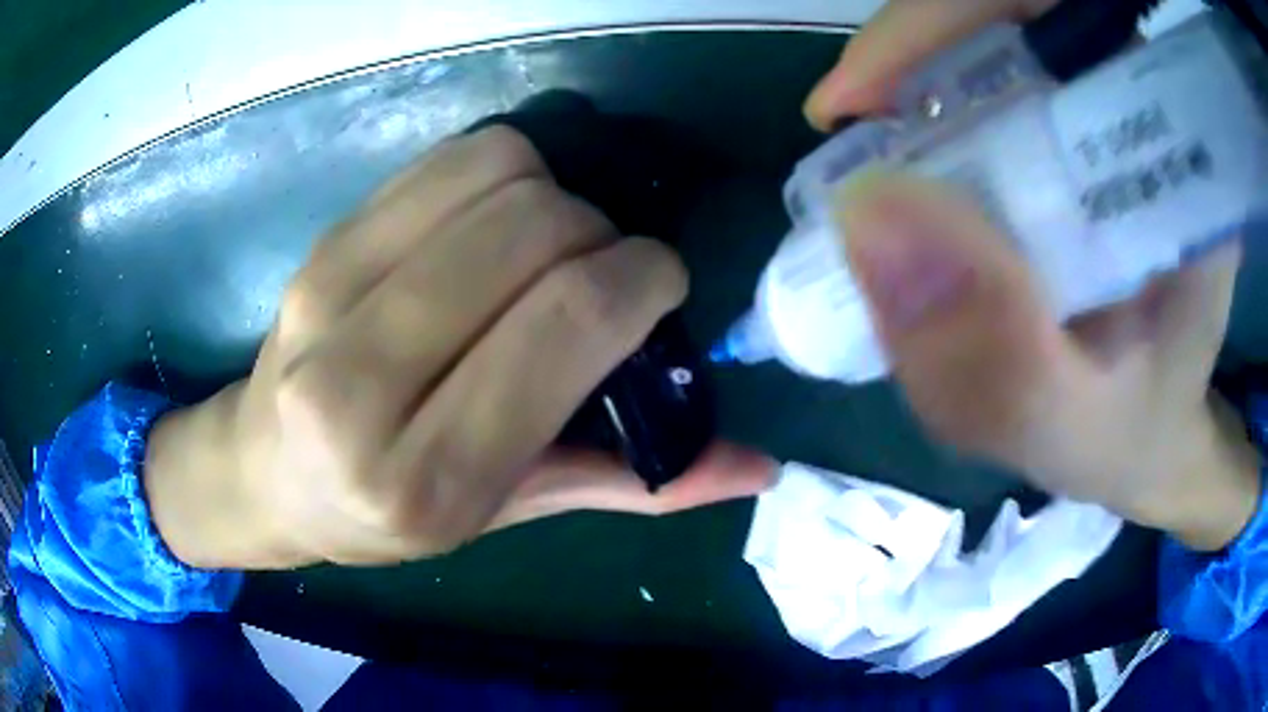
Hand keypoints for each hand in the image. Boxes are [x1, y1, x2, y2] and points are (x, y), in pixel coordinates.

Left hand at [145, 127, 774, 569]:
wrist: (267, 471)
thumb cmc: (384, 515)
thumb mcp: (504, 517)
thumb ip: (631, 487)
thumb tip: (757, 468)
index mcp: (424, 475)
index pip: (565, 321)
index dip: (643, 276)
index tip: (660, 283)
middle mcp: (363, 382)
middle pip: (533, 231)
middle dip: (602, 234)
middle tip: (599, 272)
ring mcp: (329, 296)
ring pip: (494, 176)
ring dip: (555, 194)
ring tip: (546, 247)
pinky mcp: (322, 244)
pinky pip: (447, 161)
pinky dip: (502, 172)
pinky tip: (493, 223)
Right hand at [811, 0, 1261, 550]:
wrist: (1153, 436)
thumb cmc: (1131, 437)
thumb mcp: (1068, 428)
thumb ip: (992, 361)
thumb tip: (865, 219)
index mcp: (1172, 164)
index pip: (1061, 21)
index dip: (948, 26)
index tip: (860, 95)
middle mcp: (1142, 123)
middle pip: (1014, 22)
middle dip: (920, 54)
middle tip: (852, 123)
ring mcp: (1107, 127)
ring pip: (997, 47)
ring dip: (918, 81)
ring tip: (869, 145)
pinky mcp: (1079, 145)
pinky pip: (993, 88)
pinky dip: (932, 110)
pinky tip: (908, 163)